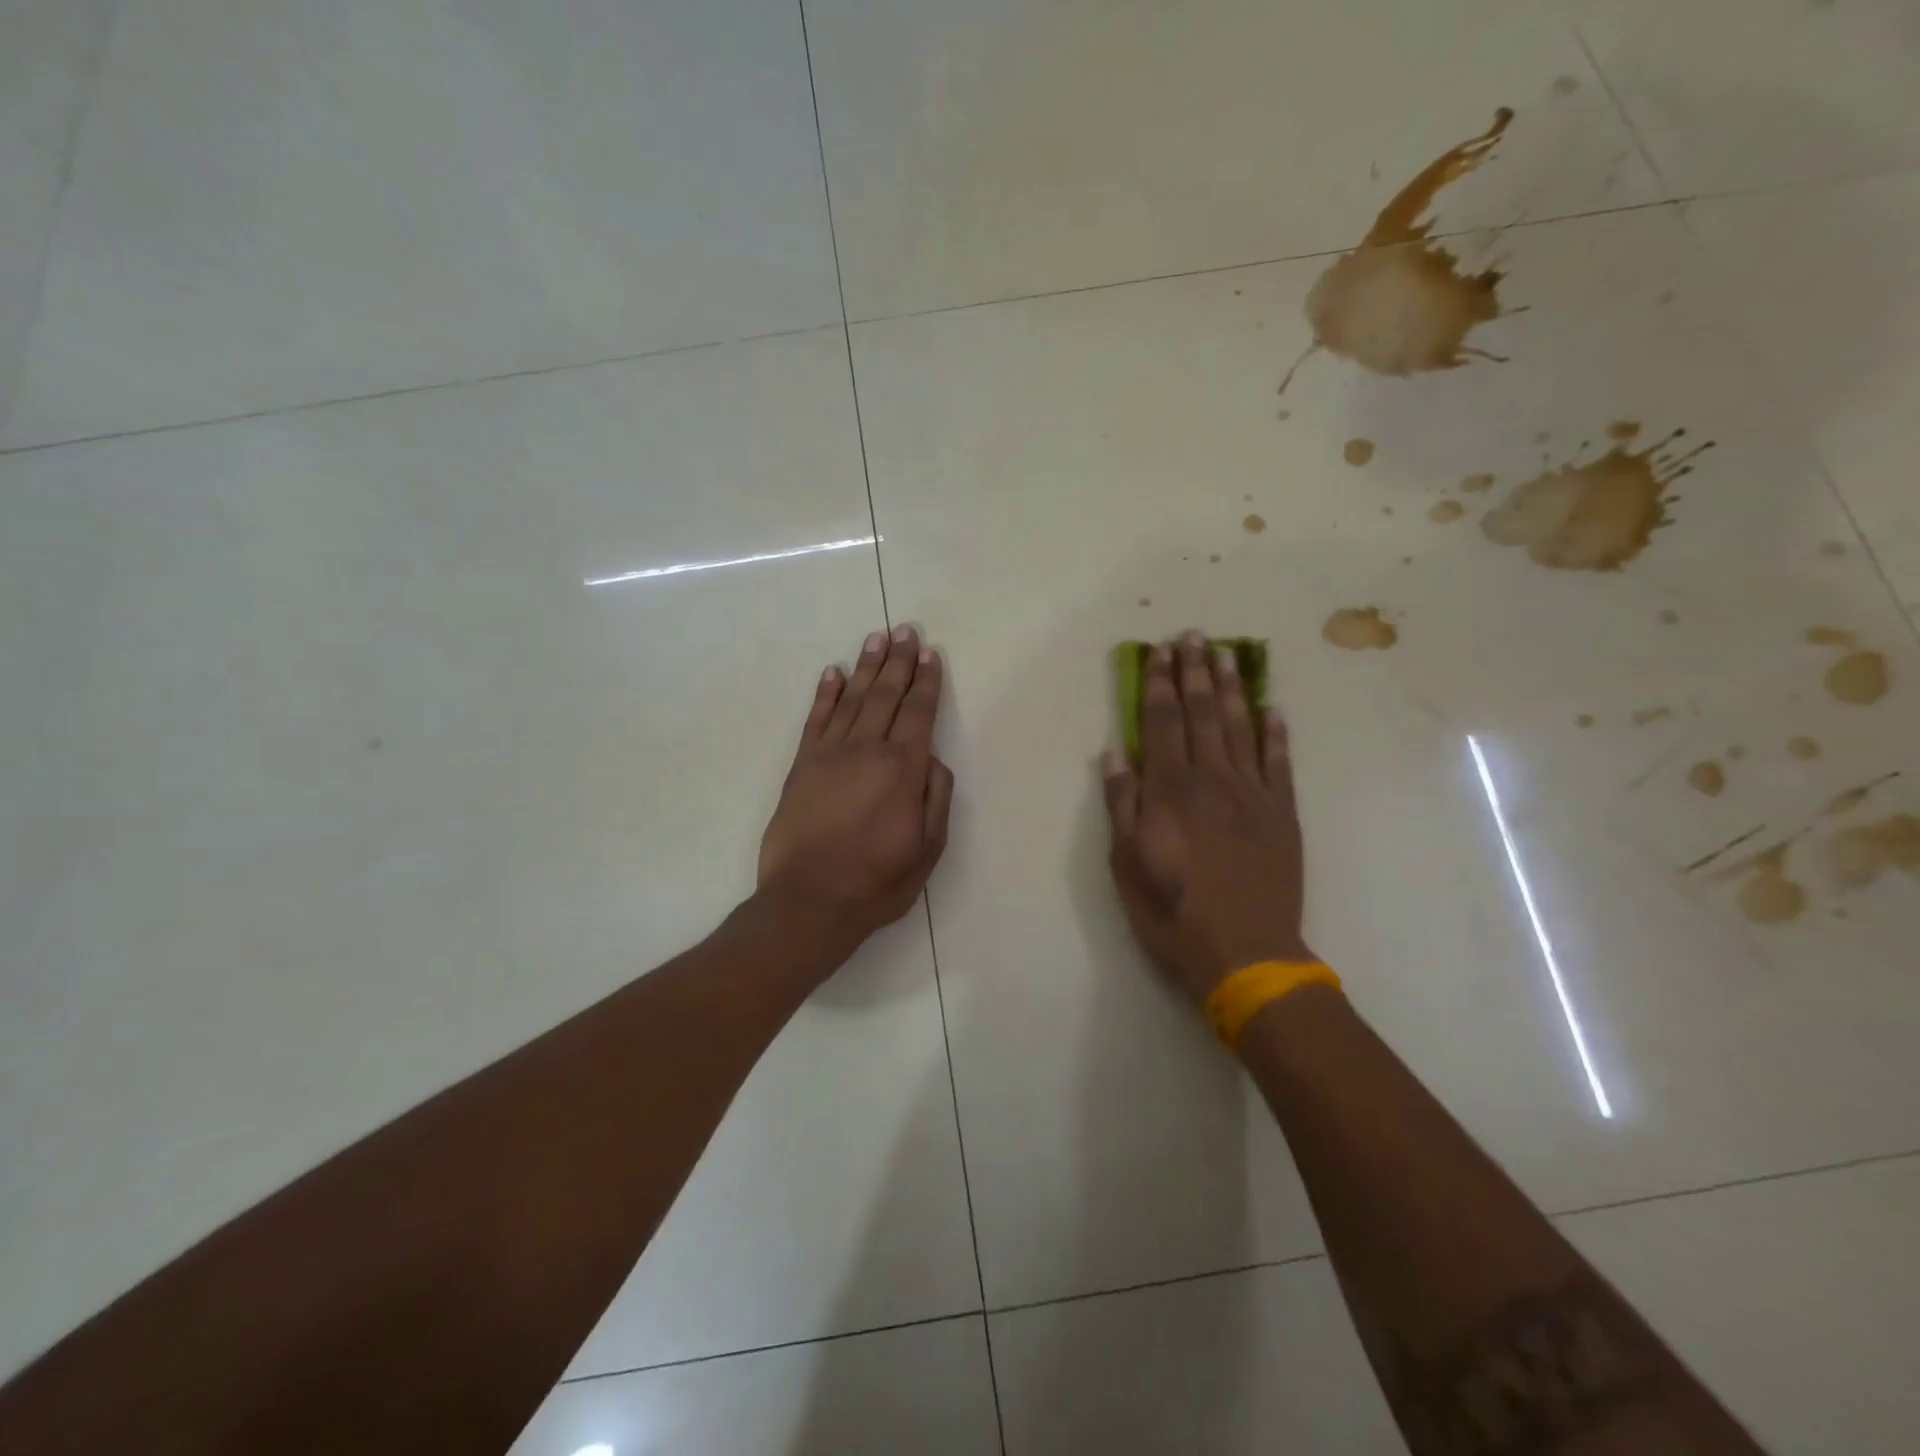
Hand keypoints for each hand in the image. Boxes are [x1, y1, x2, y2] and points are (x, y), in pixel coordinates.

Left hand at [756, 625, 954, 968]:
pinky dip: (825, 694)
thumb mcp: (928, 849)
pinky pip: (815, 720)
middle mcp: (866, 750)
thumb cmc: (877, 881)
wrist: (809, 901)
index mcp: (902, 769)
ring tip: (876, 639)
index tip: (930, 654)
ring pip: (852, 700)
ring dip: (865, 667)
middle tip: (905, 630)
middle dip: (898, 662)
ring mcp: (829, 754)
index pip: (918, 713)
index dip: (926, 682)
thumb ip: (936, 798)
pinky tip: (832, 673)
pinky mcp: (801, 766)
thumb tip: (932, 759)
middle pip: (885, 696)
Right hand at [1102, 631, 1313, 1004]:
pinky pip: (1280, 763)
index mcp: (1169, 792)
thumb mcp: (1126, 865)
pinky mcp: (1283, 815)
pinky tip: (1272, 708)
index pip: (1162, 723)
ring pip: (1241, 728)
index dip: (1159, 684)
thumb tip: (1115, 754)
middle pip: (1202, 714)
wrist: (1246, 955)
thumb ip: (1121, 805)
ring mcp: (1253, 795)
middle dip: (1194, 672)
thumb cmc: (1172, 914)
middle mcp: (1212, 781)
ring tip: (1227, 654)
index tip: (1159, 652)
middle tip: (1193, 636)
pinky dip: (1276, 733)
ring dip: (1233, 688)